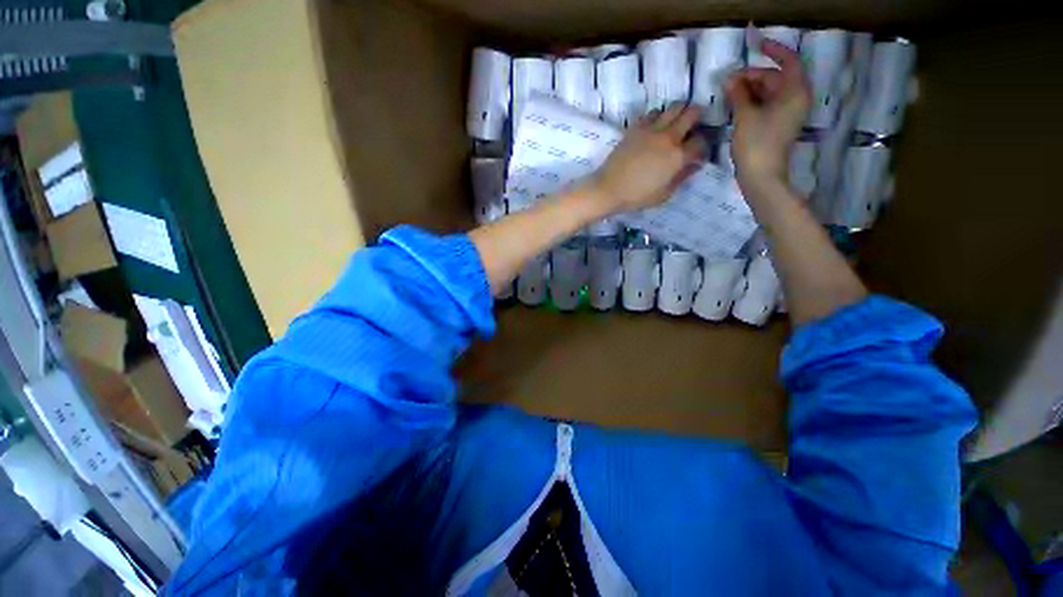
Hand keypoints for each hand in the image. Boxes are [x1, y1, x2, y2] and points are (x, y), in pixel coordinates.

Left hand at [584, 105, 704, 213]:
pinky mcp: (636, 128)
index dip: (703, 146)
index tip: (698, 152)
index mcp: (677, 157)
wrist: (609, 189)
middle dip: (698, 117)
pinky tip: (655, 127)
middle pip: (692, 113)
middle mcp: (668, 137)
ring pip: (674, 107)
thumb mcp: (664, 195)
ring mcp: (651, 130)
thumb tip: (693, 166)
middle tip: (693, 126)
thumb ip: (681, 178)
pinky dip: (658, 116)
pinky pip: (652, 113)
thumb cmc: (636, 197)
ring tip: (675, 123)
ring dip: (679, 112)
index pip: (700, 142)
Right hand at [725, 39, 810, 191]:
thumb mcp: (745, 116)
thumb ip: (738, 94)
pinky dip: (752, 102)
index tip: (754, 45)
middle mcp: (796, 98)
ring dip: (750, 90)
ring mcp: (787, 113)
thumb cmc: (756, 144)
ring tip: (728, 93)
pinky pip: (767, 105)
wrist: (762, 177)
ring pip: (769, 92)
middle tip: (729, 81)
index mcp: (795, 91)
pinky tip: (736, 105)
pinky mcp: (778, 125)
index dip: (772, 50)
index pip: (788, 60)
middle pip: (776, 77)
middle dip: (753, 76)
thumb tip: (729, 79)